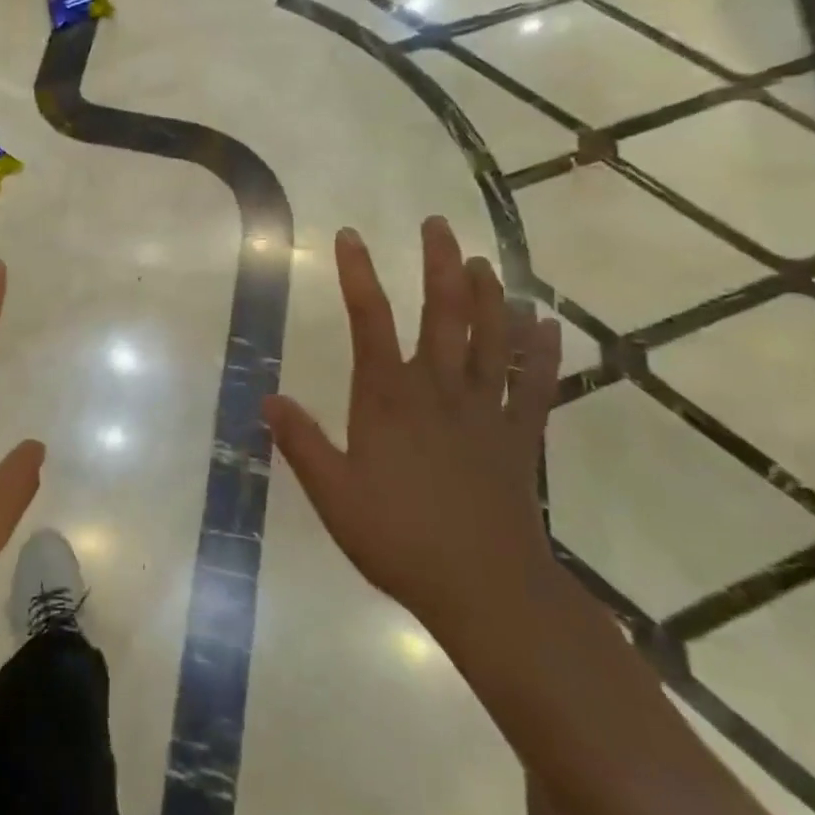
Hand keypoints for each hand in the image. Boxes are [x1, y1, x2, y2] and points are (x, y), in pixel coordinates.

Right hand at [264, 217, 562, 636]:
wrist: (485, 589)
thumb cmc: (400, 539)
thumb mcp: (334, 495)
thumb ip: (302, 443)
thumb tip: (268, 398)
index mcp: (389, 398)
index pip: (370, 320)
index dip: (358, 275)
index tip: (351, 236)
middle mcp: (439, 390)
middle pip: (443, 313)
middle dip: (440, 264)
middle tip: (438, 224)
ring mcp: (485, 410)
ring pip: (492, 337)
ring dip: (489, 294)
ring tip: (484, 261)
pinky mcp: (520, 436)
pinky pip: (534, 384)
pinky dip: (542, 352)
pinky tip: (546, 324)